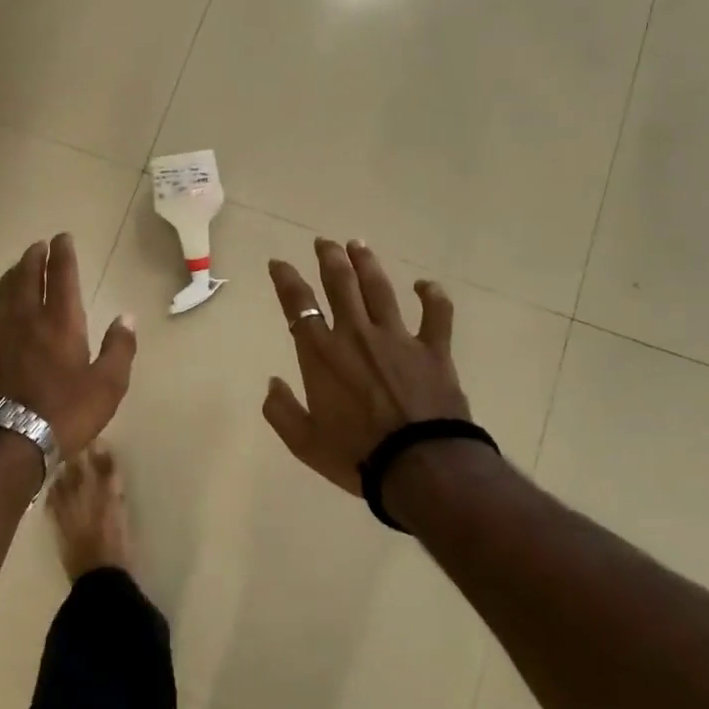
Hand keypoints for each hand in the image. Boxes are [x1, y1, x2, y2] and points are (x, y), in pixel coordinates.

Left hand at [0, 234, 136, 455]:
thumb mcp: (109, 385)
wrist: (11, 442)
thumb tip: (127, 317)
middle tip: (37, 246)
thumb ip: (119, 348)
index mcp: (62, 323)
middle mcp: (27, 320)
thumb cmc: (67, 413)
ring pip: (0, 295)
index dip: (62, 255)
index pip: (62, 278)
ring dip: (8, 277)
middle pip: (27, 279)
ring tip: (14, 268)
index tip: (62, 238)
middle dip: (33, 259)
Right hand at [263, 238, 469, 494]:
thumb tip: (272, 383)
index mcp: (321, 354)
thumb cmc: (356, 456)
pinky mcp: (433, 350)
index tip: (278, 263)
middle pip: (340, 283)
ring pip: (379, 289)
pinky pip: (436, 314)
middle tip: (324, 242)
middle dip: (329, 258)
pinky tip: (425, 285)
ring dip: (367, 264)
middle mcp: (356, 335)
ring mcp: (397, 338)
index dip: (285, 279)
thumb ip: (281, 411)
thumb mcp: (304, 442)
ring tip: (358, 245)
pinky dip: (432, 296)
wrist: (420, 466)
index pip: (298, 305)